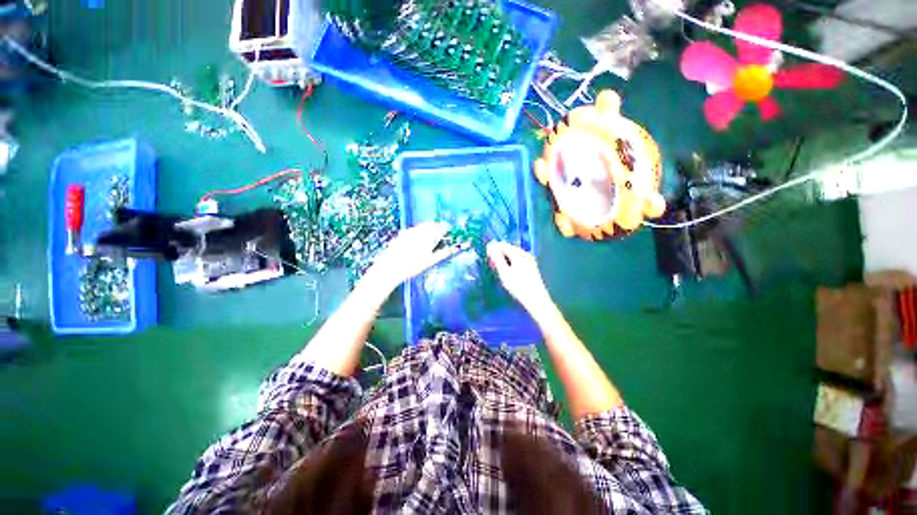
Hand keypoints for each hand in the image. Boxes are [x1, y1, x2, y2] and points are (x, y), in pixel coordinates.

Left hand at [363, 222, 457, 294]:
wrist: (390, 267)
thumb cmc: (412, 266)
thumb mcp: (430, 261)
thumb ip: (442, 253)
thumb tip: (451, 250)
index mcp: (428, 235)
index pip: (440, 226)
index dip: (446, 227)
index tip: (448, 229)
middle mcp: (418, 230)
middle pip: (430, 225)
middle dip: (436, 227)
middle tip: (440, 233)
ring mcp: (408, 232)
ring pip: (421, 227)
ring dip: (427, 230)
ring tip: (429, 238)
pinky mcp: (401, 235)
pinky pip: (412, 231)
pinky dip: (417, 234)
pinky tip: (416, 243)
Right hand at [486, 241, 553, 316]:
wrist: (536, 300)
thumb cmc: (518, 286)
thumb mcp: (504, 273)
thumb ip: (497, 259)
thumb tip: (490, 247)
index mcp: (518, 254)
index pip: (503, 245)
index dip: (493, 247)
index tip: (486, 253)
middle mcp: (525, 254)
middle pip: (509, 249)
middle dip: (498, 253)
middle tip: (490, 261)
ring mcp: (530, 261)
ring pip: (513, 255)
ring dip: (503, 258)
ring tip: (496, 266)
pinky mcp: (531, 268)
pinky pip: (518, 260)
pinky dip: (510, 262)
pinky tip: (506, 270)